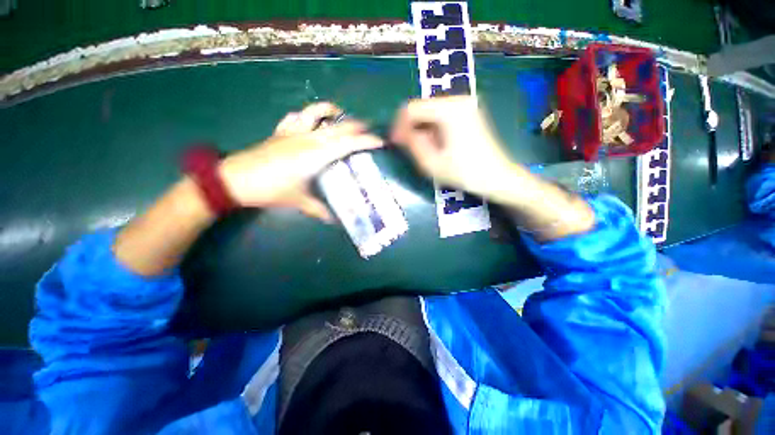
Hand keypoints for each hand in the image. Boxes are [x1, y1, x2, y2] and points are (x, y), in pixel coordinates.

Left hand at [220, 102, 382, 220]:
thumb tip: (335, 221)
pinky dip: (306, 116)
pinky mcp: (280, 132)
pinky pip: (295, 117)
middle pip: (338, 125)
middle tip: (368, 129)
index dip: (366, 141)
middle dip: (356, 125)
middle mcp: (308, 138)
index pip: (348, 143)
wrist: (234, 180)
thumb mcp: (298, 202)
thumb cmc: (270, 190)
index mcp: (316, 154)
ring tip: (340, 116)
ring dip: (330, 111)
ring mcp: (293, 132)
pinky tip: (309, 122)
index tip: (380, 141)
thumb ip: (319, 210)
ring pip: (315, 112)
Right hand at [391, 96, 594, 239]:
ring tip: (421, 149)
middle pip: (421, 107)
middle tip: (406, 147)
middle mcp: (458, 100)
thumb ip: (412, 144)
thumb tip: (398, 133)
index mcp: (449, 110)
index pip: (411, 108)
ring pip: (429, 112)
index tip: (394, 143)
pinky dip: (431, 128)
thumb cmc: (465, 173)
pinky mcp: (468, 112)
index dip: (398, 125)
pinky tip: (433, 144)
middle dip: (409, 127)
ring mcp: (465, 105)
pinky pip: (440, 115)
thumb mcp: (432, 164)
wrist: (497, 177)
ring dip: (420, 128)